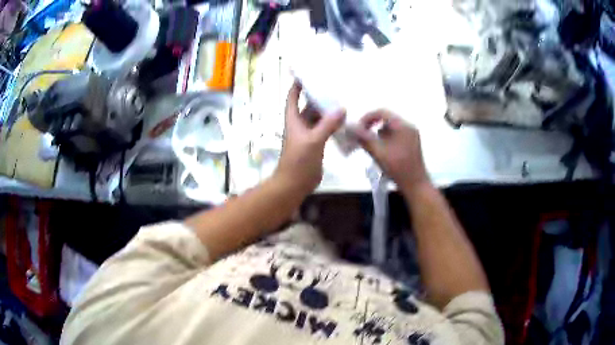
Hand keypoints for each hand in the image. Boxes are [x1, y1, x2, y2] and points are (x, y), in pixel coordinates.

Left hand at [275, 82, 344, 194]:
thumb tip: (342, 108)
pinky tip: (345, 119)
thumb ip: (327, 124)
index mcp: (293, 119)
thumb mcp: (313, 140)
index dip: (297, 84)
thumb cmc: (298, 161)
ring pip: (318, 117)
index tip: (308, 73)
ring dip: (327, 110)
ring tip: (343, 98)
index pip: (293, 96)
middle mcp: (300, 123)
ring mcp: (308, 133)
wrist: (294, 183)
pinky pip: (325, 128)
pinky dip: (333, 123)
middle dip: (318, 95)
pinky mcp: (316, 143)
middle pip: (308, 104)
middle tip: (334, 84)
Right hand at [354, 110, 429, 192]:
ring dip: (379, 135)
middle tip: (362, 139)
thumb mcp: (378, 152)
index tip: (357, 129)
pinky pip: (395, 136)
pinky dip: (386, 141)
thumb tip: (350, 127)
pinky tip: (382, 153)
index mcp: (403, 125)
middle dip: (372, 128)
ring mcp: (411, 135)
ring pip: (390, 129)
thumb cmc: (398, 168)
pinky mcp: (411, 144)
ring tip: (373, 149)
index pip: (382, 112)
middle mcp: (409, 126)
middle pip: (386, 120)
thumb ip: (363, 138)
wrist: (416, 186)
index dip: (367, 118)